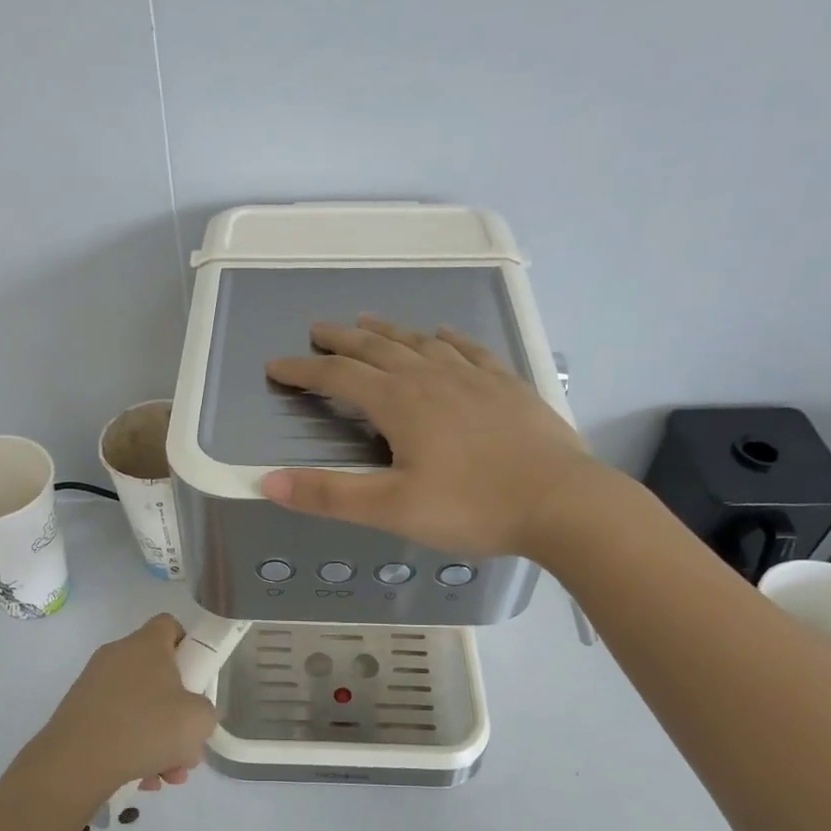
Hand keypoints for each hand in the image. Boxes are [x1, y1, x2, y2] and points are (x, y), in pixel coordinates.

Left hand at [18, 615, 217, 801]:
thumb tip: (194, 712)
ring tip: (168, 774)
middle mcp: (117, 656)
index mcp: (146, 645)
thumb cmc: (146, 728)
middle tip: (188, 745)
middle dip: (177, 712)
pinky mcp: (78, 713)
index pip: (169, 625)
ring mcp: (94, 684)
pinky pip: (116, 725)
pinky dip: (132, 748)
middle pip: (157, 674)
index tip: (197, 679)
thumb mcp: (199, 720)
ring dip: (158, 739)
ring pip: (138, 706)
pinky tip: (143, 779)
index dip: (188, 646)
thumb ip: (206, 709)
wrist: (76, 763)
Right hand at [261, 315, 603, 557]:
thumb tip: (267, 481)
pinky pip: (470, 350)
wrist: (563, 503)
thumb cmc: (473, 507)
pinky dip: (448, 339)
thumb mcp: (392, 509)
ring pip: (421, 342)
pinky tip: (443, 334)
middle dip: (342, 339)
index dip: (304, 370)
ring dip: (389, 331)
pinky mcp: (507, 387)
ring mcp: (474, 378)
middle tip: (318, 329)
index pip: (339, 377)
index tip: (276, 366)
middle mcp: (433, 378)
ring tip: (368, 322)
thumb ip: (329, 495)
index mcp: (400, 403)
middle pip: (377, 349)